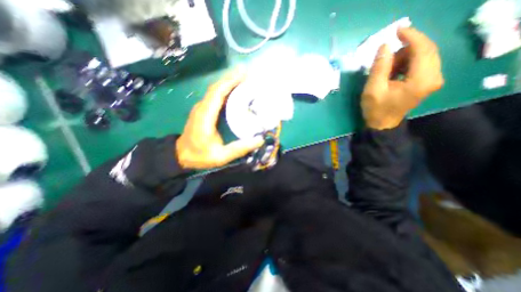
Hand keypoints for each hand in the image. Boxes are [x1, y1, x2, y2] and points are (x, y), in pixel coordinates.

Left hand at [177, 69, 264, 168]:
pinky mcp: (203, 110)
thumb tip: (260, 140)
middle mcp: (202, 108)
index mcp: (205, 117)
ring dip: (228, 82)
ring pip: (215, 90)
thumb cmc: (200, 156)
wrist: (180, 156)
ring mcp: (201, 108)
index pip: (217, 93)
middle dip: (231, 78)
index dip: (230, 82)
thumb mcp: (221, 156)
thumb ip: (240, 149)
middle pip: (216, 88)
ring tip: (244, 80)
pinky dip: (225, 90)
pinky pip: (215, 96)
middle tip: (248, 74)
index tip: (244, 75)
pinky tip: (235, 91)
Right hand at [364, 27, 442, 129]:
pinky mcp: (428, 81)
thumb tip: (384, 46)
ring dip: (405, 57)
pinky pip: (422, 63)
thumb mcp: (372, 89)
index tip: (397, 31)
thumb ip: (379, 67)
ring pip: (424, 56)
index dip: (411, 37)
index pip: (423, 49)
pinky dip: (407, 63)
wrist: (382, 124)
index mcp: (421, 80)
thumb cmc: (376, 109)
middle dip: (406, 49)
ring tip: (387, 70)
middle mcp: (434, 77)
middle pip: (427, 50)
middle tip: (386, 58)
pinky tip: (394, 72)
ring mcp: (433, 80)